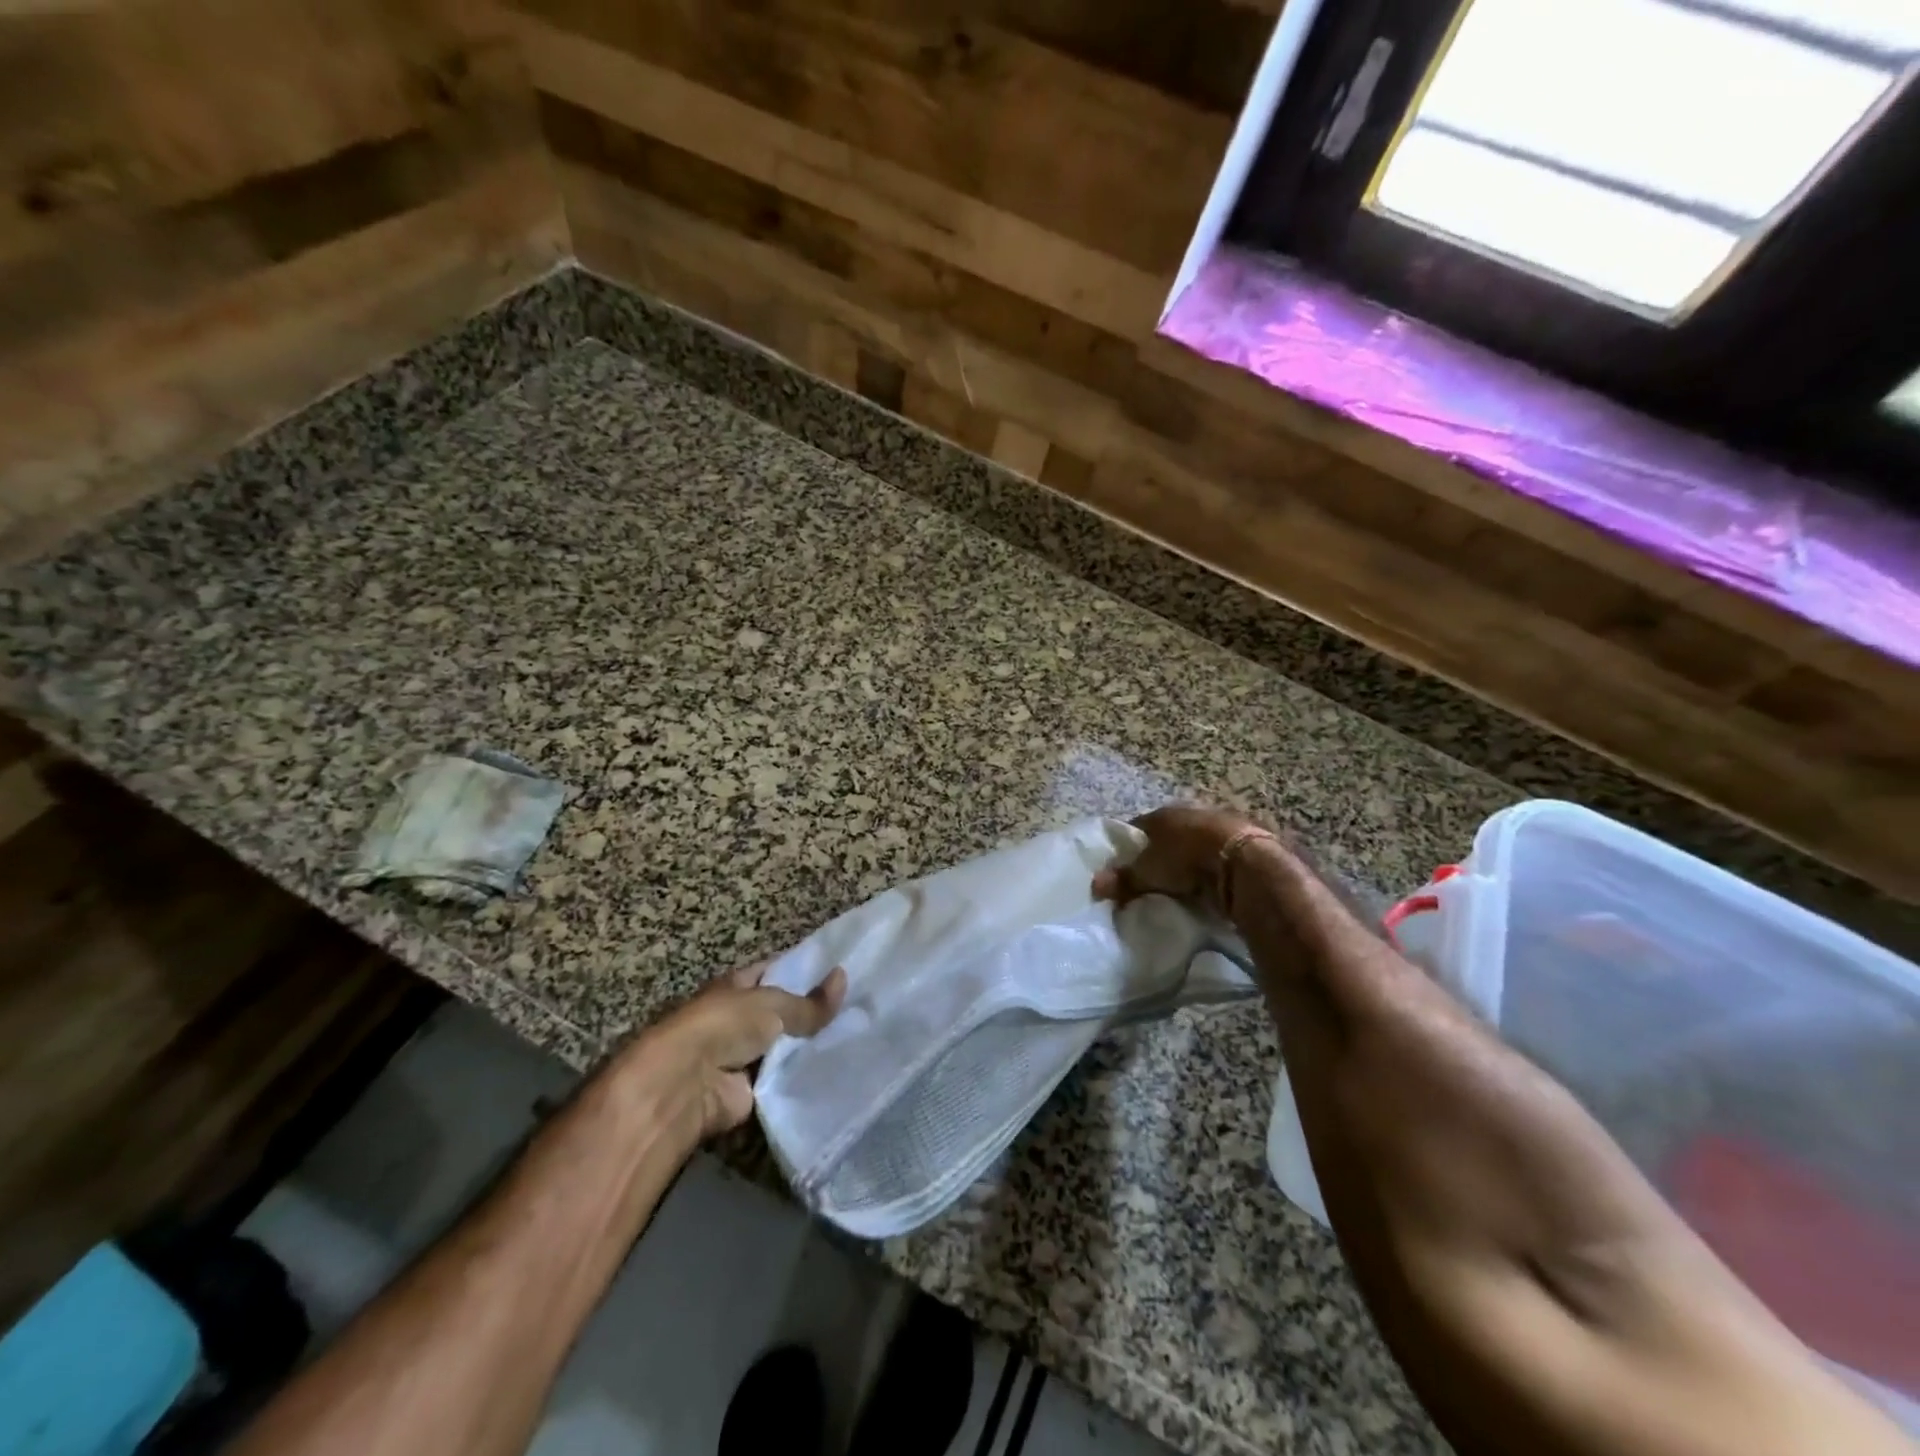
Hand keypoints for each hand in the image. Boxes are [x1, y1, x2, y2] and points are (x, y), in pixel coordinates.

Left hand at [624, 960, 846, 1141]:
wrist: (687, 1085)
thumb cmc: (723, 1026)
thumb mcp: (772, 1004)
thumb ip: (809, 1001)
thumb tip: (844, 977)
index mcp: (737, 986)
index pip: (776, 971)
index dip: (804, 970)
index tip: (840, 971)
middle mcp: (739, 1018)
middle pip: (782, 1011)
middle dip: (813, 1012)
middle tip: (858, 1007)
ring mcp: (744, 1055)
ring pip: (786, 1046)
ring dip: (810, 1047)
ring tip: (856, 1038)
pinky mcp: (750, 1091)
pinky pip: (784, 1079)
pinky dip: (803, 1078)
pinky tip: (837, 1071)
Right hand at [1091, 804, 1261, 911]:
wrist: (1243, 862)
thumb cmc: (1187, 859)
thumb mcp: (1148, 872)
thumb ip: (1123, 879)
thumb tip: (1094, 885)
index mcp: (1164, 813)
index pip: (1138, 827)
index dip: (1129, 846)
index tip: (1124, 867)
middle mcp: (1191, 811)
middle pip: (1168, 833)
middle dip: (1161, 852)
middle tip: (1153, 878)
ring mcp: (1220, 822)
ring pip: (1196, 841)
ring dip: (1190, 858)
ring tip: (1183, 884)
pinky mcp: (1246, 839)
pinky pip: (1219, 853)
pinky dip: (1213, 866)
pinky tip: (1210, 884)